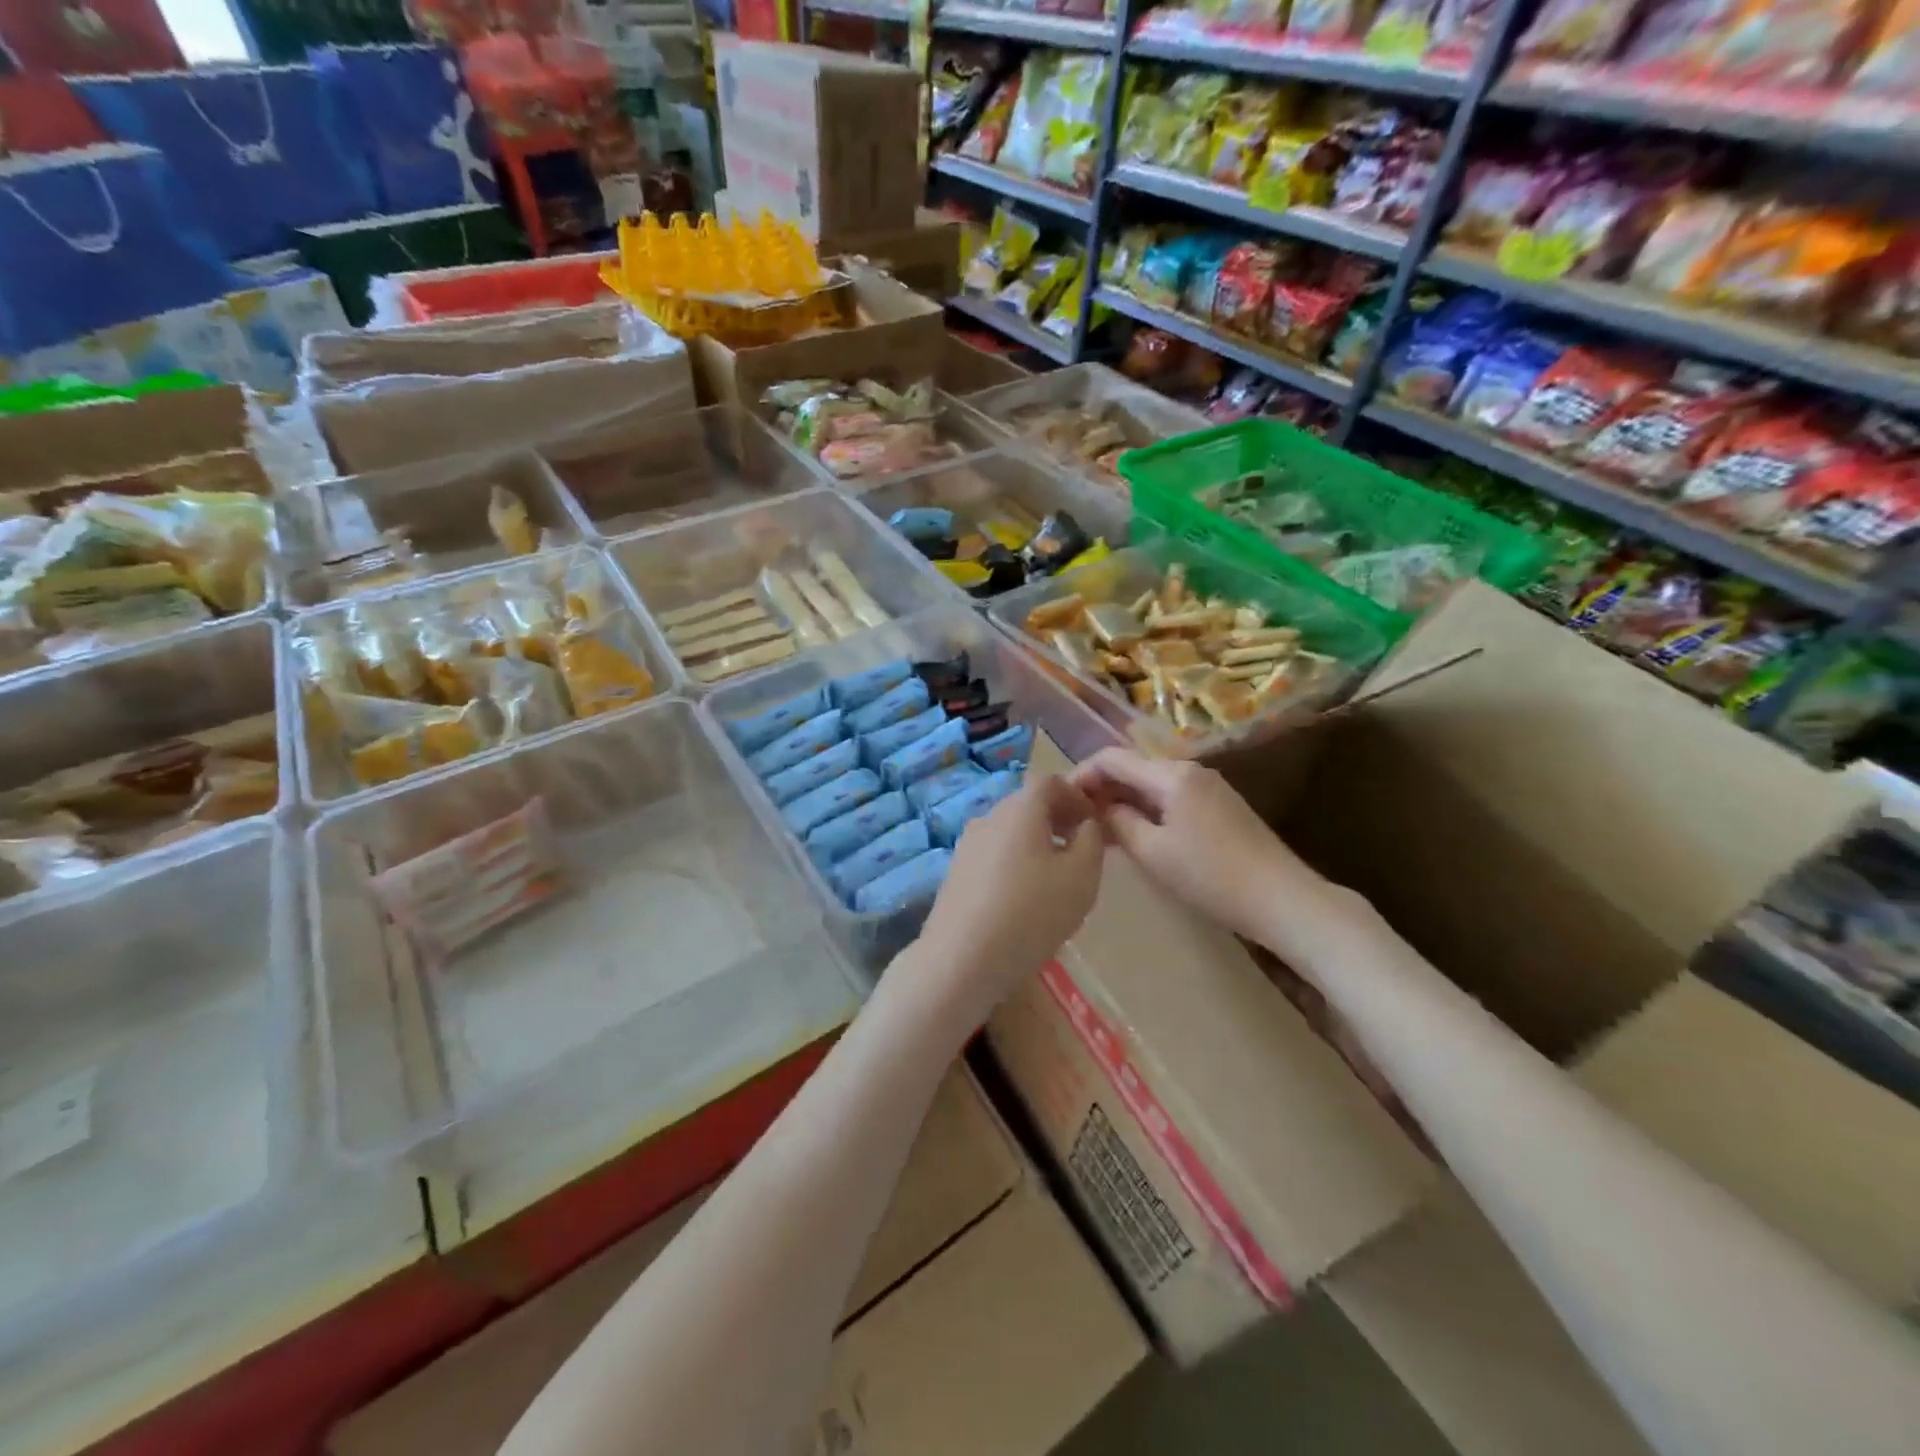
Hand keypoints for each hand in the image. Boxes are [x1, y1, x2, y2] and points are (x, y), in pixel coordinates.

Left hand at [905, 776, 1104, 1025]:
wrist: (962, 958)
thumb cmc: (1032, 912)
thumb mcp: (1082, 877)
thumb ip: (1092, 840)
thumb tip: (1087, 824)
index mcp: (1020, 808)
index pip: (1050, 782)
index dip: (1076, 796)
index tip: (1094, 823)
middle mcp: (989, 816)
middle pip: (1027, 804)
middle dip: (1057, 819)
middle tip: (1081, 849)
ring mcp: (967, 844)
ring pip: (1010, 830)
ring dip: (1036, 842)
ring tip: (1056, 877)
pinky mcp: (956, 872)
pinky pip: (994, 854)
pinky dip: (1015, 861)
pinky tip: (1024, 898)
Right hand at [1068, 747, 1320, 943]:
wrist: (1281, 898)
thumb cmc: (1211, 875)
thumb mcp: (1153, 852)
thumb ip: (1118, 822)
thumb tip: (1098, 807)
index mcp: (1171, 774)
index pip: (1112, 758)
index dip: (1081, 774)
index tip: (1060, 801)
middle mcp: (1190, 770)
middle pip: (1133, 768)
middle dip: (1101, 789)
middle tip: (1075, 820)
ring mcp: (1208, 787)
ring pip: (1151, 784)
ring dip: (1123, 801)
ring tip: (1098, 831)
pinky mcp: (1219, 806)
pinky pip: (1170, 798)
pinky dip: (1146, 810)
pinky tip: (1134, 835)